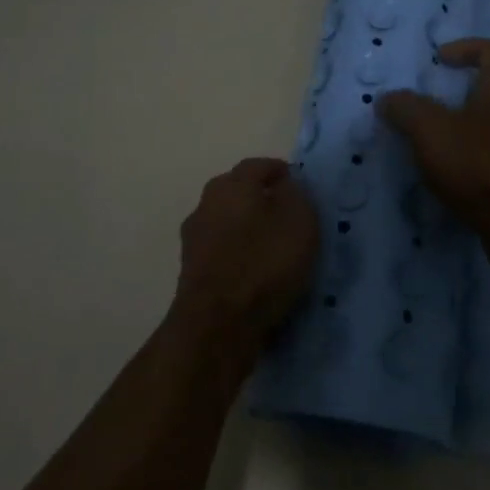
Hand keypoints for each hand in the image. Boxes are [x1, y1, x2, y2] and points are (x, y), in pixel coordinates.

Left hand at [174, 157, 318, 349]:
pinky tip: (254, 270)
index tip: (298, 183)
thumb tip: (285, 186)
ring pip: (226, 221)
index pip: (257, 165)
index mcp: (232, 184)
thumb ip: (295, 195)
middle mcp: (206, 203)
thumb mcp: (299, 221)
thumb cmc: (265, 263)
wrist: (218, 323)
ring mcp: (194, 238)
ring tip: (272, 244)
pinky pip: (221, 251)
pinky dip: (237, 254)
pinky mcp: (191, 270)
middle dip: (260, 197)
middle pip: (237, 191)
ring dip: (246, 227)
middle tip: (285, 213)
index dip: (279, 171)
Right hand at [378, 38, 489, 246]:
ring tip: (440, 147)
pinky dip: (477, 160)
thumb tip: (388, 99)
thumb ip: (406, 109)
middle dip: (465, 94)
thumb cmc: (477, 166)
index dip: (468, 47)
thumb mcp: (430, 130)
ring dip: (470, 130)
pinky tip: (455, 178)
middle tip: (435, 109)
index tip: (440, 60)